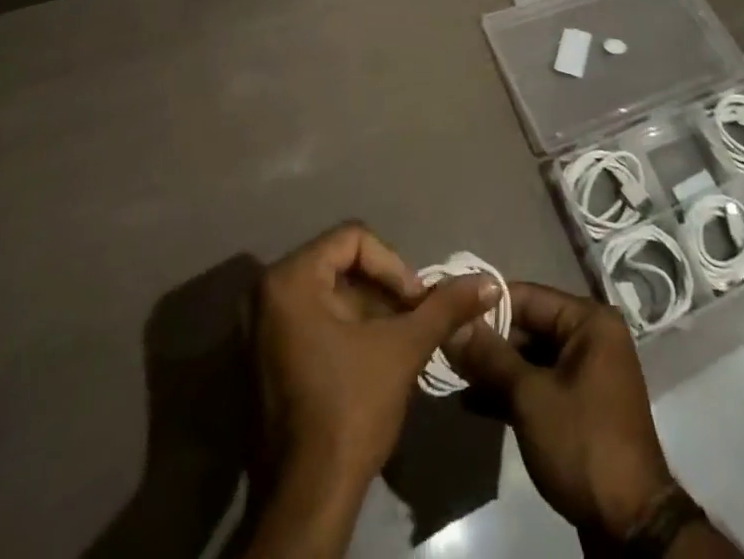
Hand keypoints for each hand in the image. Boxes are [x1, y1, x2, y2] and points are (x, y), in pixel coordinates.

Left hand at [252, 222, 498, 489]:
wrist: (306, 504)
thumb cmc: (350, 411)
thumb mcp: (403, 349)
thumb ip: (444, 307)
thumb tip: (487, 281)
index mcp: (288, 280)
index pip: (353, 239)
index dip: (393, 264)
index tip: (415, 302)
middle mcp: (263, 296)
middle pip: (338, 265)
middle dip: (382, 289)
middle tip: (411, 319)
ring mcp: (255, 331)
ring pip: (325, 295)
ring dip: (366, 311)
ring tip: (398, 340)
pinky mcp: (259, 363)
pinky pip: (308, 322)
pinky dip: (342, 330)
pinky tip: (370, 360)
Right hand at [447, 282, 674, 542]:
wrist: (628, 524)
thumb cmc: (582, 442)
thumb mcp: (530, 397)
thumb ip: (490, 357)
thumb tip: (453, 324)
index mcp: (589, 321)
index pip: (528, 296)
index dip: (486, 304)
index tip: (447, 310)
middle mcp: (590, 337)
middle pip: (529, 326)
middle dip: (488, 340)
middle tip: (445, 348)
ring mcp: (585, 373)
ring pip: (530, 358)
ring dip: (494, 369)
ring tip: (451, 375)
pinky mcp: (578, 406)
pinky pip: (539, 384)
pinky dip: (509, 392)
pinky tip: (472, 403)